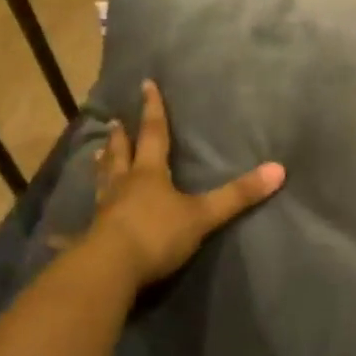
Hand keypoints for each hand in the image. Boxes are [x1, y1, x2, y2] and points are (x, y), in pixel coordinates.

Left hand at [87, 80, 284, 288]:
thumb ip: (237, 196)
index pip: (154, 133)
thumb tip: (279, 170)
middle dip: (121, 137)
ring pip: (104, 181)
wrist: (108, 270)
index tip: (146, 85)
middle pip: (121, 155)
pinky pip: (90, 218)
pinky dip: (87, 212)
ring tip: (98, 154)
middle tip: (115, 122)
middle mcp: (124, 185)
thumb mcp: (202, 215)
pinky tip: (77, 222)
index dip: (153, 109)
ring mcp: (105, 211)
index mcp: (149, 174)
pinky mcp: (92, 236)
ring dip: (103, 165)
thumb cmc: (156, 234)